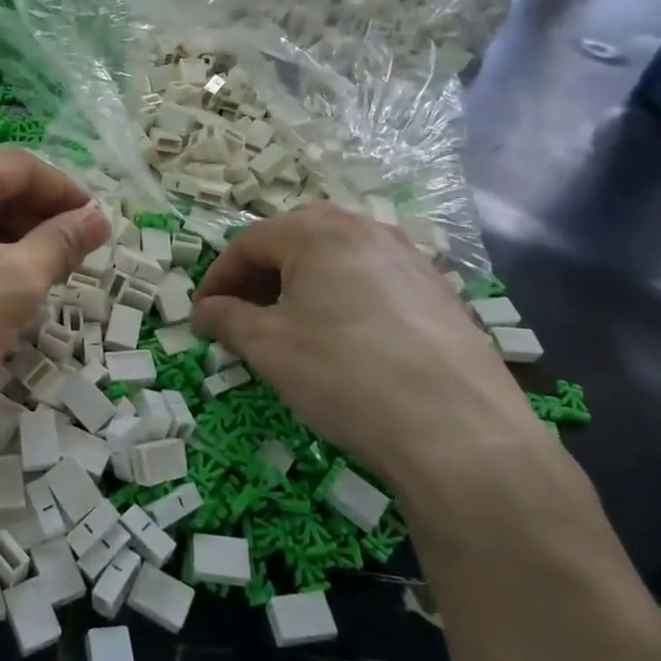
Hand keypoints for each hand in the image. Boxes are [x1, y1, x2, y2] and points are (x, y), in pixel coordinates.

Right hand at [190, 205, 542, 489]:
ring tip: (287, 328)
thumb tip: (204, 311)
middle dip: (259, 275)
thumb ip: (228, 319)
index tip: (202, 315)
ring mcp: (409, 259)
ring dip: (300, 285)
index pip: (249, 242)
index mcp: (319, 232)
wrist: (459, 431)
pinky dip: (341, 298)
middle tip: (241, 316)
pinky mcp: (438, 292)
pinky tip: (342, 340)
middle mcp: (366, 230)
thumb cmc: (345, 374)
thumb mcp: (269, 347)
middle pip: (294, 240)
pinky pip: (372, 280)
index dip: (218, 278)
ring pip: (336, 259)